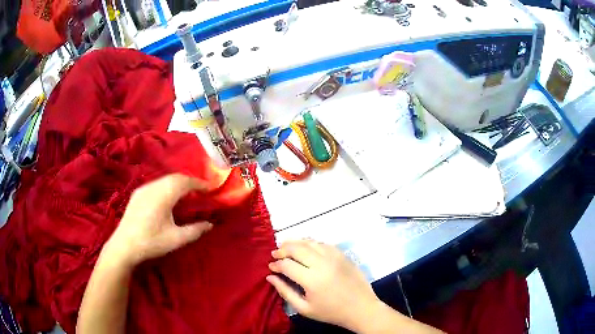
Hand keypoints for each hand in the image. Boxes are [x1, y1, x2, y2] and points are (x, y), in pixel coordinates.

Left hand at [105, 174, 212, 266]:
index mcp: (163, 195)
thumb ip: (195, 230)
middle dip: (189, 182)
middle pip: (175, 177)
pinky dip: (167, 186)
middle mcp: (153, 187)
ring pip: (165, 179)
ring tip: (187, 194)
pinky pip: (156, 184)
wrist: (124, 245)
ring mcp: (143, 189)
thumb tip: (210, 224)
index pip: (185, 182)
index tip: (210, 188)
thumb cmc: (151, 242)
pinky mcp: (137, 193)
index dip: (199, 183)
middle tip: (200, 191)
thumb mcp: (176, 239)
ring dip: (178, 183)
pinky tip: (168, 198)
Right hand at [267, 240, 380, 330]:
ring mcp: (334, 256)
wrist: (361, 308)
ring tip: (286, 247)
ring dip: (295, 243)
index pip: (287, 265)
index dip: (276, 265)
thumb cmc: (331, 312)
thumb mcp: (304, 308)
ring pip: (310, 242)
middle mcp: (322, 263)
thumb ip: (285, 291)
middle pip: (297, 248)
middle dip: (282, 249)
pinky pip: (323, 243)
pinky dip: (311, 243)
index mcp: (312, 279)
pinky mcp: (343, 254)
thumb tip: (270, 277)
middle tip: (275, 254)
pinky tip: (306, 248)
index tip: (270, 267)